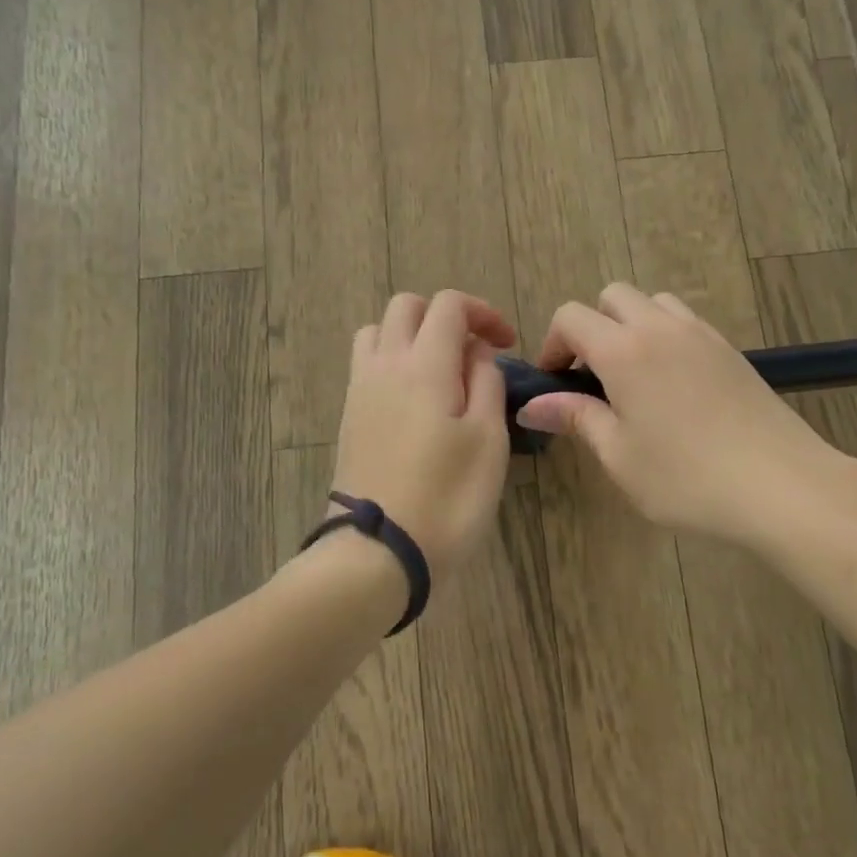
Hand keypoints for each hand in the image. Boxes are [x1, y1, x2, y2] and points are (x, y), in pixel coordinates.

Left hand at [330, 291, 517, 576]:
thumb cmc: (448, 497)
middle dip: (445, 316)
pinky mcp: (349, 418)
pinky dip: (392, 362)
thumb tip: (475, 354)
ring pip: (377, 331)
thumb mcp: (488, 439)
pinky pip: (366, 365)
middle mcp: (384, 365)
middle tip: (475, 352)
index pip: (448, 305)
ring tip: (441, 370)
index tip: (507, 344)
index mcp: (424, 364)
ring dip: (411, 335)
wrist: (378, 552)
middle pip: (406, 307)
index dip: (483, 312)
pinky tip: (416, 400)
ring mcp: (359, 391)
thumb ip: (487, 382)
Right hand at [515, 284, 832, 546]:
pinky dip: (666, 337)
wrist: (783, 486)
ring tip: (634, 377)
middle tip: (592, 377)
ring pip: (654, 303)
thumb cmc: (688, 478)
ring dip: (632, 325)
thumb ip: (577, 419)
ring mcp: (702, 334)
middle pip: (613, 296)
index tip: (554, 383)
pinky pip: (686, 322)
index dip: (552, 344)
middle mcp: (661, 328)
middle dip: (592, 327)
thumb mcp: (620, 456)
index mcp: (624, 350)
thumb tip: (533, 404)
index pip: (571, 317)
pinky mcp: (731, 350)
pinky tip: (674, 386)